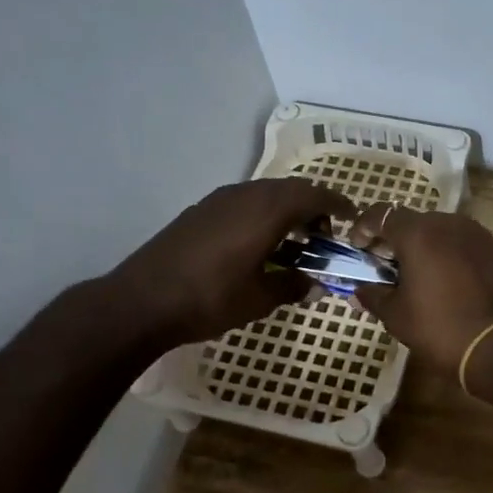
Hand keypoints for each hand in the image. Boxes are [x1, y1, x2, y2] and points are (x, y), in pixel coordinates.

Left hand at [106, 178, 354, 345]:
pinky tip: (258, 247)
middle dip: (313, 208)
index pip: (314, 194)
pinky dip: (262, 216)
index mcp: (267, 210)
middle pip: (290, 189)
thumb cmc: (209, 299)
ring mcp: (218, 200)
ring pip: (265, 194)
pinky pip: (244, 203)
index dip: (337, 203)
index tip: (353, 216)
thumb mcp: (261, 299)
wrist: (140, 302)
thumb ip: (294, 286)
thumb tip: (315, 285)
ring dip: (286, 212)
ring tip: (293, 244)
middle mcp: (245, 195)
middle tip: (323, 237)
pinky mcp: (200, 212)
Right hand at [347, 205, 492, 375]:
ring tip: (416, 273)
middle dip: (394, 238)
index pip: (381, 214)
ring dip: (423, 245)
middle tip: (384, 265)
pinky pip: (462, 242)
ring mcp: (476, 233)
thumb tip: (358, 290)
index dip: (363, 228)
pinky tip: (445, 278)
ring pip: (439, 230)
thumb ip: (373, 295)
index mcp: (418, 233)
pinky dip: (447, 252)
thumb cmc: (438, 327)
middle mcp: (448, 223)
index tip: (358, 248)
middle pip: (412, 221)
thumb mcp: (395, 314)